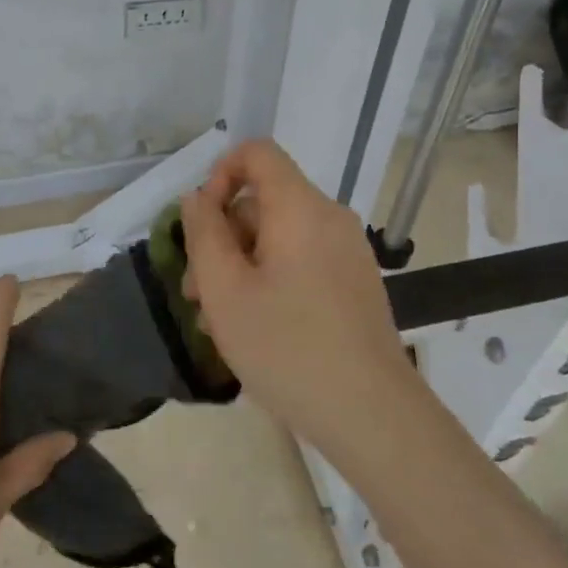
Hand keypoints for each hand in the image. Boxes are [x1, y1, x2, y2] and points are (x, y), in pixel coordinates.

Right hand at [179, 140, 418, 451]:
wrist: (371, 414)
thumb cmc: (287, 347)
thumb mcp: (225, 290)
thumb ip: (203, 234)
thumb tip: (197, 198)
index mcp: (300, 208)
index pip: (257, 153)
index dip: (219, 174)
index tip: (199, 224)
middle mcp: (329, 218)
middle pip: (263, 201)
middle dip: (221, 238)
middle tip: (196, 293)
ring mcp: (347, 252)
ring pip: (278, 236)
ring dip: (240, 265)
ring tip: (218, 320)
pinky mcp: (354, 282)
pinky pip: (301, 260)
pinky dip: (269, 279)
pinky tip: (254, 327)